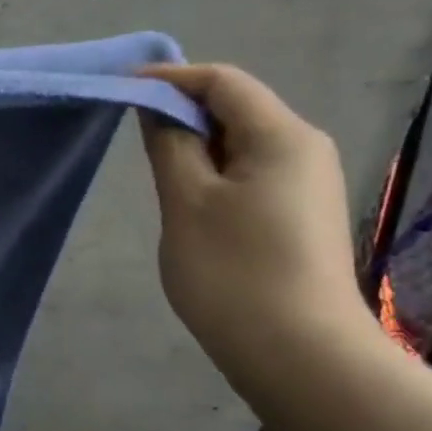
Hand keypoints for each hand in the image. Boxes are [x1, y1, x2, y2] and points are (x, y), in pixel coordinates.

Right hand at [138, 62, 378, 392]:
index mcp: (282, 135)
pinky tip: (192, 207)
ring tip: (159, 179)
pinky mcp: (303, 215)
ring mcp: (309, 184)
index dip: (170, 78)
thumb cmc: (232, 271)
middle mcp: (306, 148)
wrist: (299, 352)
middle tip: (133, 141)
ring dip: (197, 149)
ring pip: (244, 145)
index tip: (122, 91)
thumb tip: (158, 106)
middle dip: (183, 114)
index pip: (222, 82)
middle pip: (238, 109)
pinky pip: (253, 174)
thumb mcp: (186, 202)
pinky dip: (216, 175)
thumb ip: (169, 145)